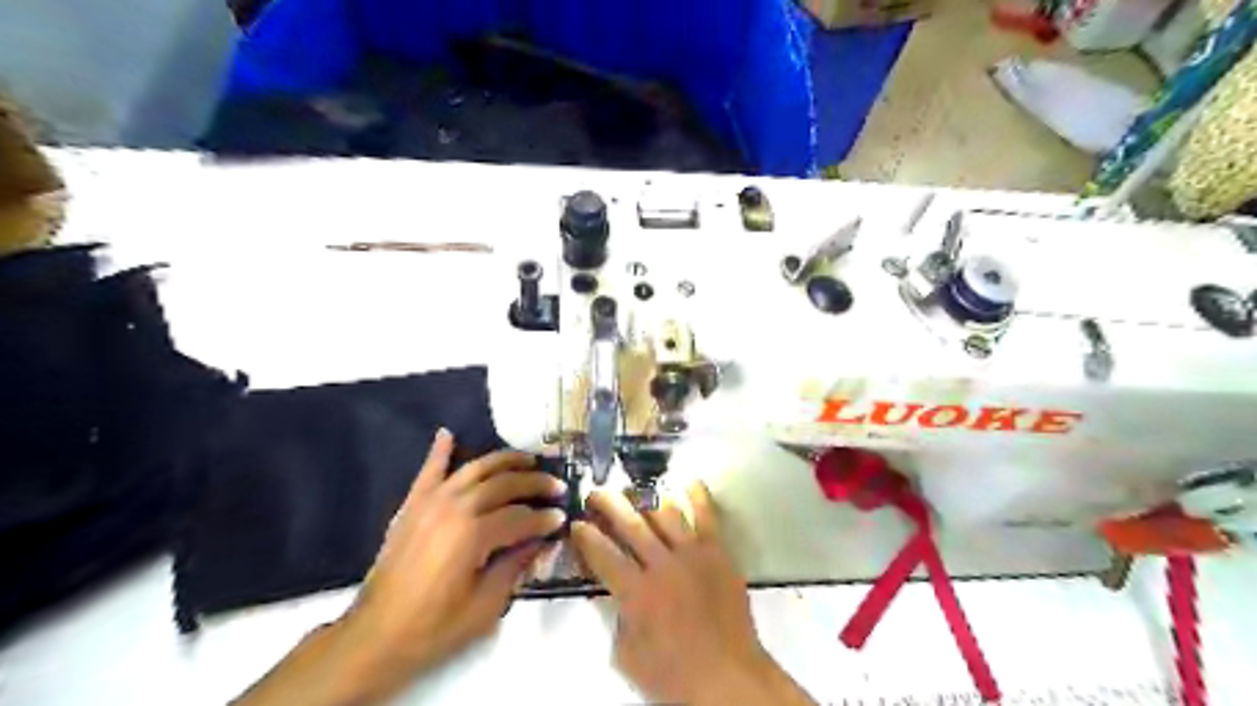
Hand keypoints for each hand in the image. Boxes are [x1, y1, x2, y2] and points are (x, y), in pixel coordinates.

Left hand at [338, 431, 565, 688]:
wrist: (376, 636)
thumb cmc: (435, 627)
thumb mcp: (486, 605)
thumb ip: (516, 566)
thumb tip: (541, 540)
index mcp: (474, 535)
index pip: (521, 517)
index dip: (544, 518)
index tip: (562, 517)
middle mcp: (455, 508)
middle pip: (503, 484)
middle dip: (534, 482)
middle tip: (556, 485)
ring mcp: (431, 502)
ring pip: (474, 469)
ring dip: (504, 460)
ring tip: (527, 459)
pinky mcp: (412, 506)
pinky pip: (429, 471)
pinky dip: (439, 451)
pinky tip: (448, 434)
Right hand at [571, 482, 814, 703]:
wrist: (728, 677)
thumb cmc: (675, 675)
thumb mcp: (629, 656)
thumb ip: (618, 619)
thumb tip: (614, 593)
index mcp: (636, 593)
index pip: (603, 555)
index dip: (586, 537)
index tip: (577, 523)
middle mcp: (661, 565)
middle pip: (630, 525)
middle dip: (608, 504)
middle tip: (596, 492)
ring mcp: (692, 554)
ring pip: (665, 514)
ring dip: (647, 499)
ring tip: (635, 489)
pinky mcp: (717, 553)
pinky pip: (706, 517)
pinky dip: (697, 496)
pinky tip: (688, 481)